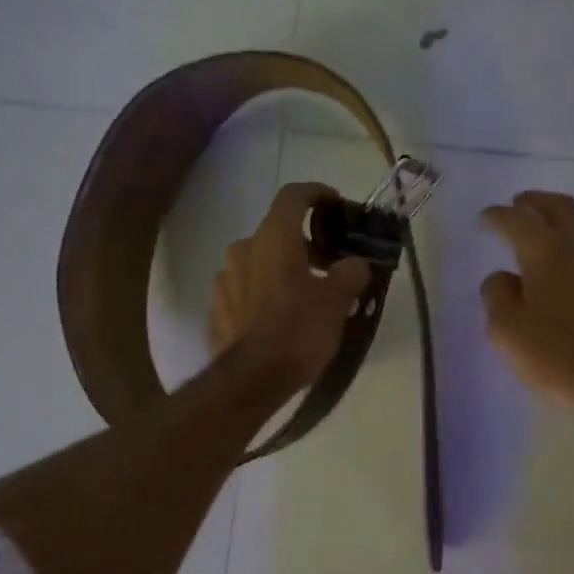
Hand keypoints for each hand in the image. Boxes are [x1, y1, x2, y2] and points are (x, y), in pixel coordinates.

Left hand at [211, 182, 371, 394]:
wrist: (251, 380)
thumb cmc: (298, 330)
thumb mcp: (338, 300)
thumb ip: (351, 273)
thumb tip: (356, 264)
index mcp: (273, 238)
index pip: (294, 195)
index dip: (317, 193)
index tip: (335, 203)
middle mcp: (243, 249)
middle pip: (277, 232)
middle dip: (305, 243)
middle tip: (330, 265)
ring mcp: (224, 280)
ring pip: (260, 262)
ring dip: (283, 270)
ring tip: (307, 296)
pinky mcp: (217, 308)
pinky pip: (246, 290)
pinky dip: (265, 294)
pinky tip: (281, 318)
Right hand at [480, 191, 573, 410]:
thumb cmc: (562, 357)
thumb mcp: (509, 333)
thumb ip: (498, 297)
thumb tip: (503, 278)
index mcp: (547, 252)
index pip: (516, 221)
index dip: (497, 216)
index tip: (485, 218)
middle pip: (560, 207)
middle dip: (536, 202)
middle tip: (520, 204)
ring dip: (567, 221)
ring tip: (554, 232)